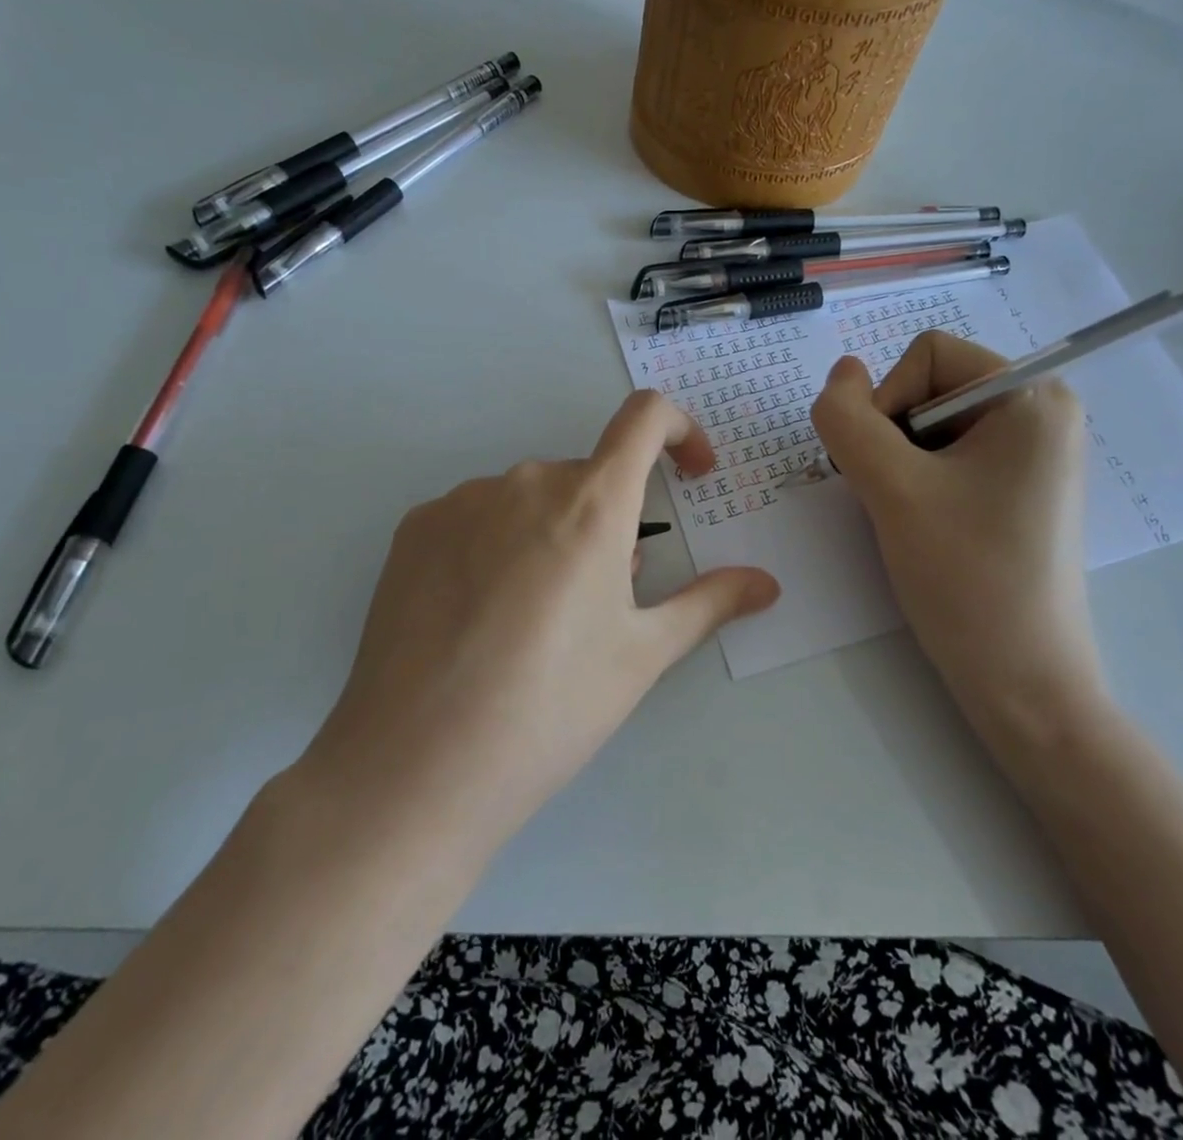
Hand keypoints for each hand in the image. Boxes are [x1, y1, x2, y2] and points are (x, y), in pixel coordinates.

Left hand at [297, 390, 779, 855]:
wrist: (415, 766)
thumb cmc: (550, 708)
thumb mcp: (642, 655)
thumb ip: (709, 603)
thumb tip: (767, 584)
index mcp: (591, 502)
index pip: (645, 416)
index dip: (681, 431)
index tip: (690, 475)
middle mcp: (525, 482)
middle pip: (588, 476)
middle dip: (612, 520)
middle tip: (603, 599)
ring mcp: (461, 501)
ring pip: (531, 499)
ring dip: (553, 533)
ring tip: (536, 619)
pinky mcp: (415, 528)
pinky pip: (477, 516)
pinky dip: (498, 544)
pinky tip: (480, 616)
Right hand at [811, 332, 1107, 761]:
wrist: (1022, 681)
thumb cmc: (966, 576)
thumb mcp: (891, 488)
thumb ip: (849, 419)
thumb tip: (841, 372)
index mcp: (1032, 395)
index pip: (926, 354)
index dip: (887, 402)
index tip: (890, 469)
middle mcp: (1041, 411)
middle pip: (928, 385)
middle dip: (892, 436)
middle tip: (895, 497)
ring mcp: (1031, 452)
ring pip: (928, 424)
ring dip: (898, 463)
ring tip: (909, 516)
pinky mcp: (1017, 487)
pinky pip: (947, 455)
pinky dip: (917, 481)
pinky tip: (924, 525)